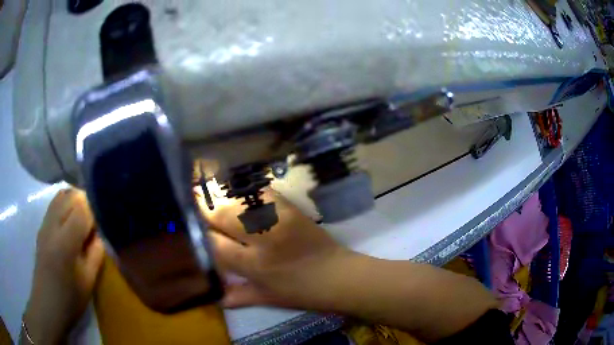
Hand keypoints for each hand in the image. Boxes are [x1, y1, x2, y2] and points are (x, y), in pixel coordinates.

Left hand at [24, 189, 104, 343]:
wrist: (47, 304)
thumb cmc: (70, 299)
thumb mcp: (89, 281)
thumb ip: (96, 253)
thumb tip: (99, 234)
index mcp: (65, 242)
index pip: (83, 209)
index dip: (96, 213)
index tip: (102, 227)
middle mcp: (53, 225)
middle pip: (72, 196)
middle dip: (86, 203)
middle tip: (94, 224)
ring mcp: (45, 223)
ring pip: (62, 195)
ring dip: (75, 202)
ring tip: (83, 221)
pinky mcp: (42, 226)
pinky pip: (55, 203)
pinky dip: (65, 204)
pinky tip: (70, 223)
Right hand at [199, 189, 355, 309]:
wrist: (337, 275)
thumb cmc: (301, 292)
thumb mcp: (268, 298)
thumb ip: (238, 296)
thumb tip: (214, 296)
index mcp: (254, 264)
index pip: (215, 244)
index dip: (199, 233)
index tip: (189, 226)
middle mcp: (262, 238)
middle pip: (224, 214)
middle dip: (205, 208)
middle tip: (193, 202)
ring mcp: (278, 219)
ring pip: (240, 199)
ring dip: (222, 194)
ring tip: (208, 191)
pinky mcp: (291, 208)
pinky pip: (262, 192)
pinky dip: (246, 188)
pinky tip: (236, 187)